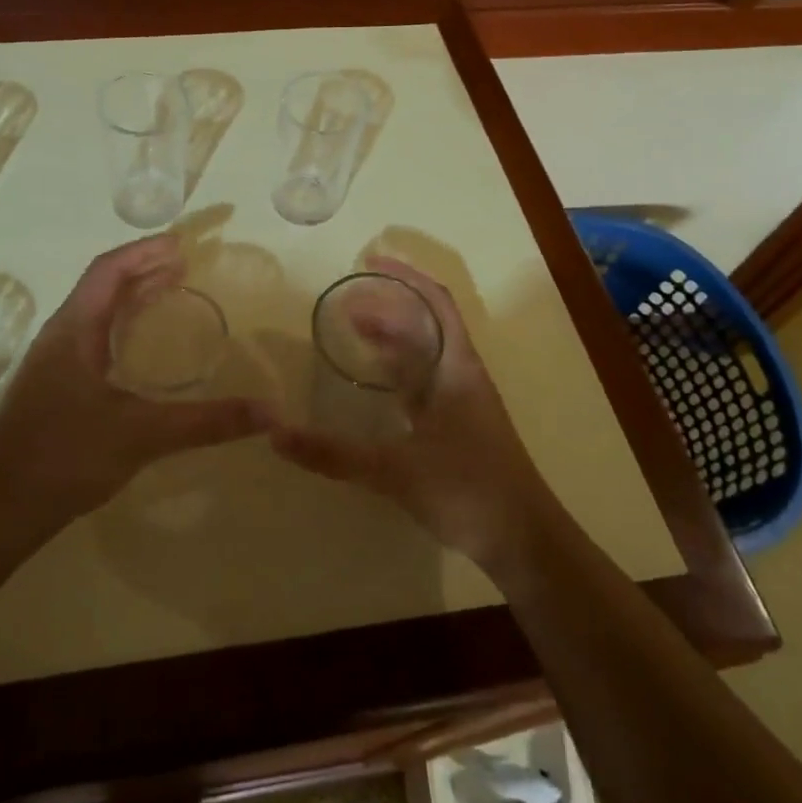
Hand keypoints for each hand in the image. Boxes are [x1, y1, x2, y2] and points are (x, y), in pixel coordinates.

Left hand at [0, 235, 268, 522]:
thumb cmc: (67, 457)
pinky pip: (93, 336)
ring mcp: (53, 361)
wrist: (0, 508)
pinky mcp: (54, 385)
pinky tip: (140, 348)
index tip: (182, 244)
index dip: (145, 251)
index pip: (109, 270)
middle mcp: (60, 335)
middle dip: (144, 269)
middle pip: (103, 285)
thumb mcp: (144, 435)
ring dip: (132, 296)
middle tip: (186, 265)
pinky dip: (123, 325)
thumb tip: (270, 412)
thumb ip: (208, 422)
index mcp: (74, 329)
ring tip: (171, 291)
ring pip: (96, 311)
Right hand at [270, 256, 554, 569]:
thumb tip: (276, 435)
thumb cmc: (467, 489)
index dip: (406, 276)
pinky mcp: (458, 427)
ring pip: (424, 354)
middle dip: (387, 307)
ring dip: (392, 339)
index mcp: (456, 367)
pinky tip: (374, 385)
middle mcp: (461, 375)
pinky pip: (424, 383)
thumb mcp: (395, 469)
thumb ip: (335, 454)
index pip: (435, 302)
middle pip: (425, 324)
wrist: (525, 542)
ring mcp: (462, 402)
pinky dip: (397, 372)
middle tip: (346, 303)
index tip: (370, 260)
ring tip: (352, 332)